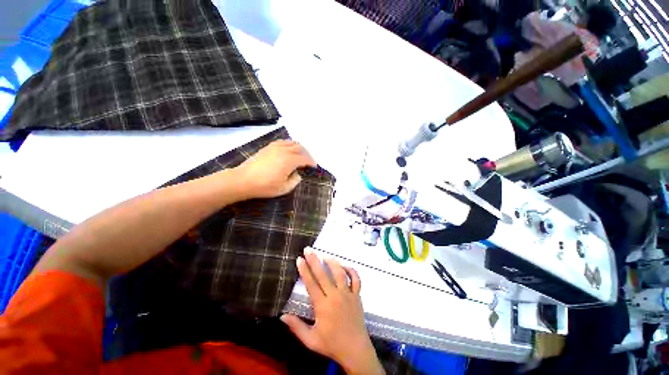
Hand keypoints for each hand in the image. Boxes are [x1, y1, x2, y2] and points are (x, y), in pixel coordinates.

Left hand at [231, 140, 315, 199]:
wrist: (243, 180)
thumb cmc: (265, 186)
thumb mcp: (284, 188)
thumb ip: (295, 180)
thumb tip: (298, 174)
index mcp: (290, 160)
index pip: (305, 159)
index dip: (311, 163)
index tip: (314, 167)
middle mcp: (284, 151)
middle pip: (300, 148)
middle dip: (307, 154)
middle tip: (308, 162)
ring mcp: (275, 147)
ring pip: (291, 143)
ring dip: (298, 148)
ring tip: (300, 155)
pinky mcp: (267, 147)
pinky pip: (282, 142)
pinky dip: (289, 144)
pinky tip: (288, 150)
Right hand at [281, 248, 383, 374]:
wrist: (355, 350)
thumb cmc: (331, 344)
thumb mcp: (310, 340)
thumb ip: (296, 327)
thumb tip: (281, 316)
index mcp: (322, 306)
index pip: (311, 284)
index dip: (304, 270)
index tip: (299, 259)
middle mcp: (335, 296)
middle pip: (323, 274)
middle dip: (314, 260)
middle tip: (308, 249)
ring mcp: (347, 294)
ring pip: (340, 272)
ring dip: (332, 262)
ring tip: (324, 255)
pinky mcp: (357, 295)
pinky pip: (356, 279)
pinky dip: (351, 270)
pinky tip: (344, 266)